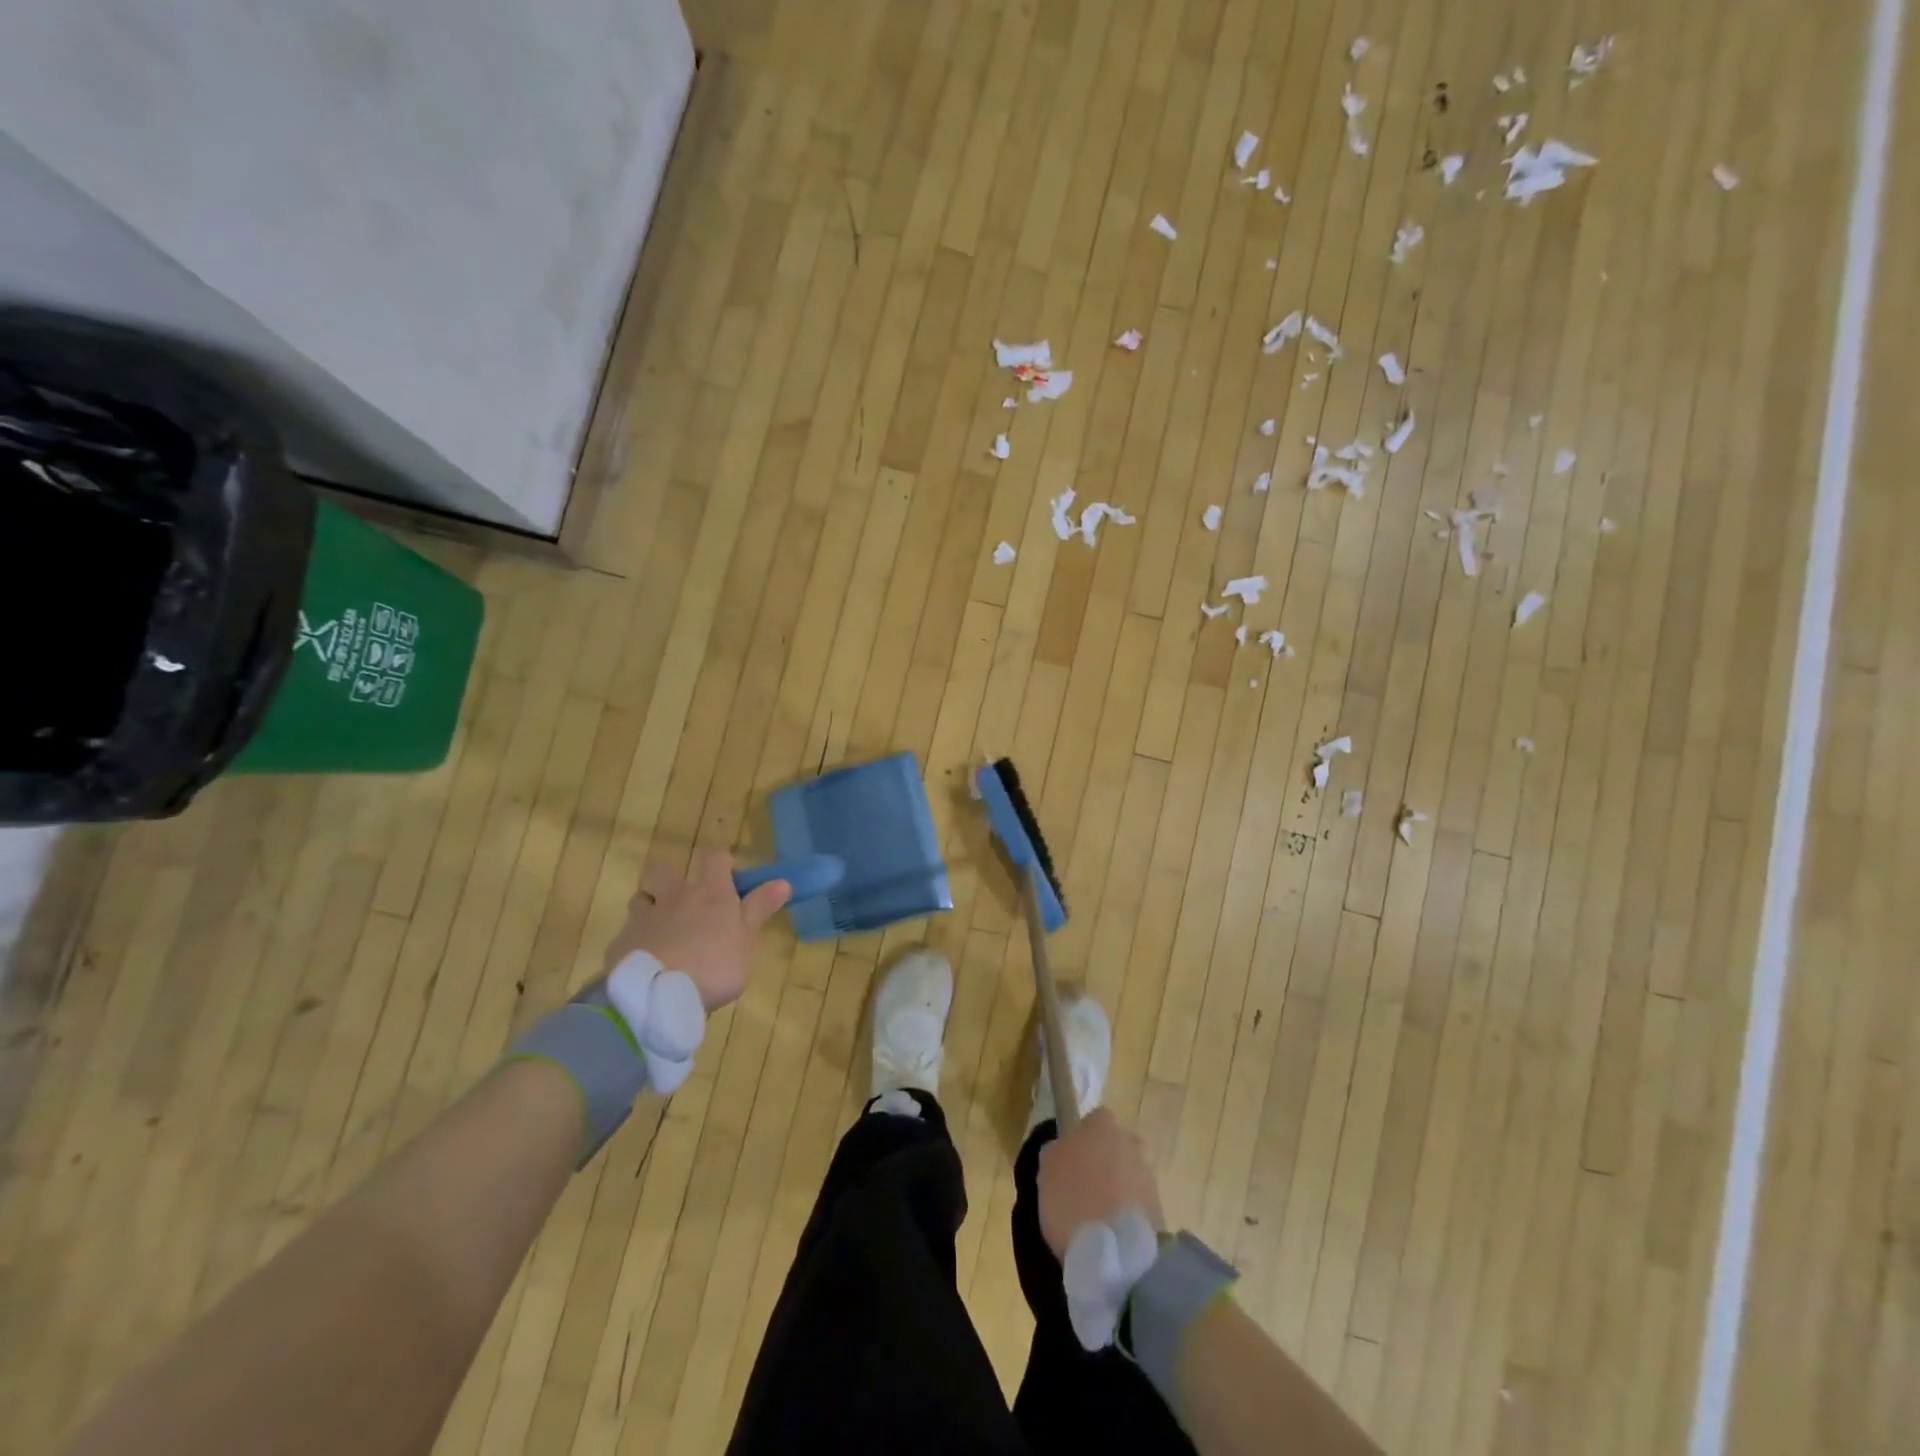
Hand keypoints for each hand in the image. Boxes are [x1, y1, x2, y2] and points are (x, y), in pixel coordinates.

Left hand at [604, 850, 790, 1011]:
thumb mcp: (747, 940)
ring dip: (649, 907)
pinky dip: (635, 942)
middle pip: (663, 868)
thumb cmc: (714, 965)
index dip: (720, 859)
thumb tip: (783, 881)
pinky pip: (627, 934)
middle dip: (669, 876)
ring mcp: (643, 918)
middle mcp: (674, 897)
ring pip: (640, 899)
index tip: (727, 873)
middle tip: (682, 899)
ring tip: (661, 930)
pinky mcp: (620, 944)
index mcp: (710, 892)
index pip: (714, 856)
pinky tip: (644, 962)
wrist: (658, 996)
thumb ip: (760, 908)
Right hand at [1037, 1107, 1165, 1259]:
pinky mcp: (1160, 1210)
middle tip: (1082, 1190)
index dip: (1080, 1141)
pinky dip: (1125, 1215)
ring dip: (1115, 1190)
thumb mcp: (1046, 1169)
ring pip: (1127, 1175)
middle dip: (1102, 1163)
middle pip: (1114, 1147)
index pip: (1092, 1122)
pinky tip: (1110, 1235)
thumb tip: (1064, 1150)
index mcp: (1102, 1124)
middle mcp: (1131, 1142)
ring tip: (1096, 1219)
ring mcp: (1149, 1175)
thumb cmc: (1072, 1200)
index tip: (1068, 1163)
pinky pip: (1136, 1204)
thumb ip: (1057, 1152)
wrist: (1116, 1253)